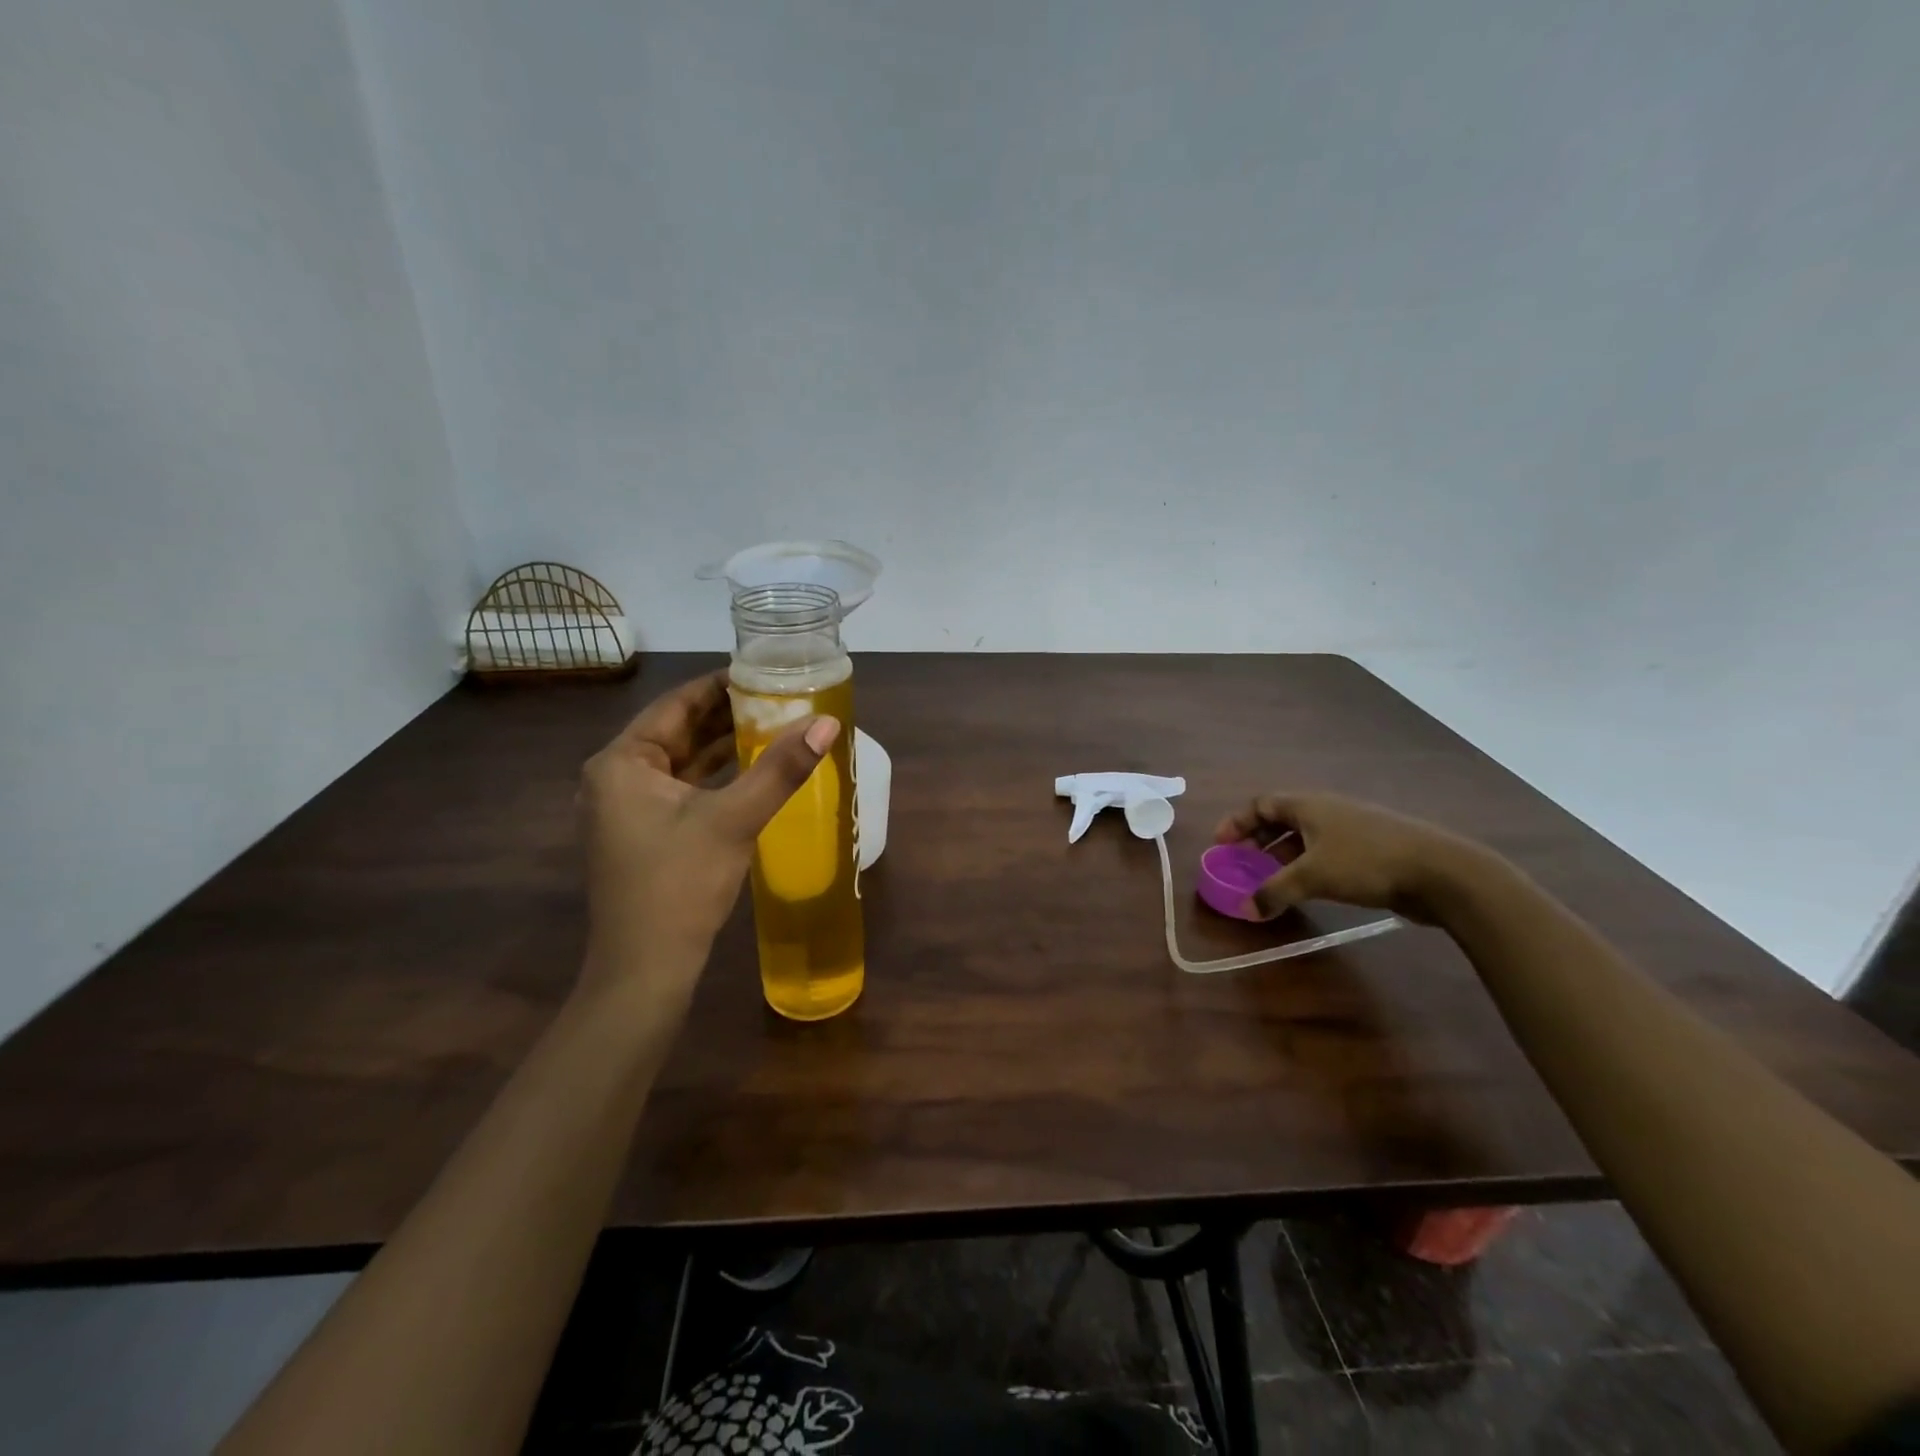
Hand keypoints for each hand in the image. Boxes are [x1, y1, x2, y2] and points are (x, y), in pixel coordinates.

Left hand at [578, 670, 838, 1004]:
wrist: (645, 970)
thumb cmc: (680, 885)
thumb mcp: (733, 819)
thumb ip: (780, 769)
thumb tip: (827, 722)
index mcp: (621, 762)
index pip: (676, 704)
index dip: (721, 685)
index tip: (764, 671)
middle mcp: (615, 777)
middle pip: (677, 730)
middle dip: (727, 715)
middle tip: (778, 696)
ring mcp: (626, 808)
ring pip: (681, 761)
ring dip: (722, 745)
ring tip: (773, 724)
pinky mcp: (642, 834)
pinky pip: (681, 788)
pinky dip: (714, 776)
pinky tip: (751, 770)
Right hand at [1212, 793, 1480, 924]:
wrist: (1441, 871)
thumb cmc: (1366, 862)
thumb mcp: (1312, 876)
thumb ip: (1275, 891)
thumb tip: (1246, 909)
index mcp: (1309, 805)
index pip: (1261, 804)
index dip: (1237, 822)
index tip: (1221, 844)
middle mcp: (1327, 810)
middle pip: (1281, 819)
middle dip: (1258, 840)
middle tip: (1242, 863)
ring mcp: (1351, 829)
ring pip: (1305, 838)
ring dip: (1282, 857)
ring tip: (1269, 881)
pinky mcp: (1370, 850)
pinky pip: (1325, 852)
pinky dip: (1306, 866)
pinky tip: (1306, 889)